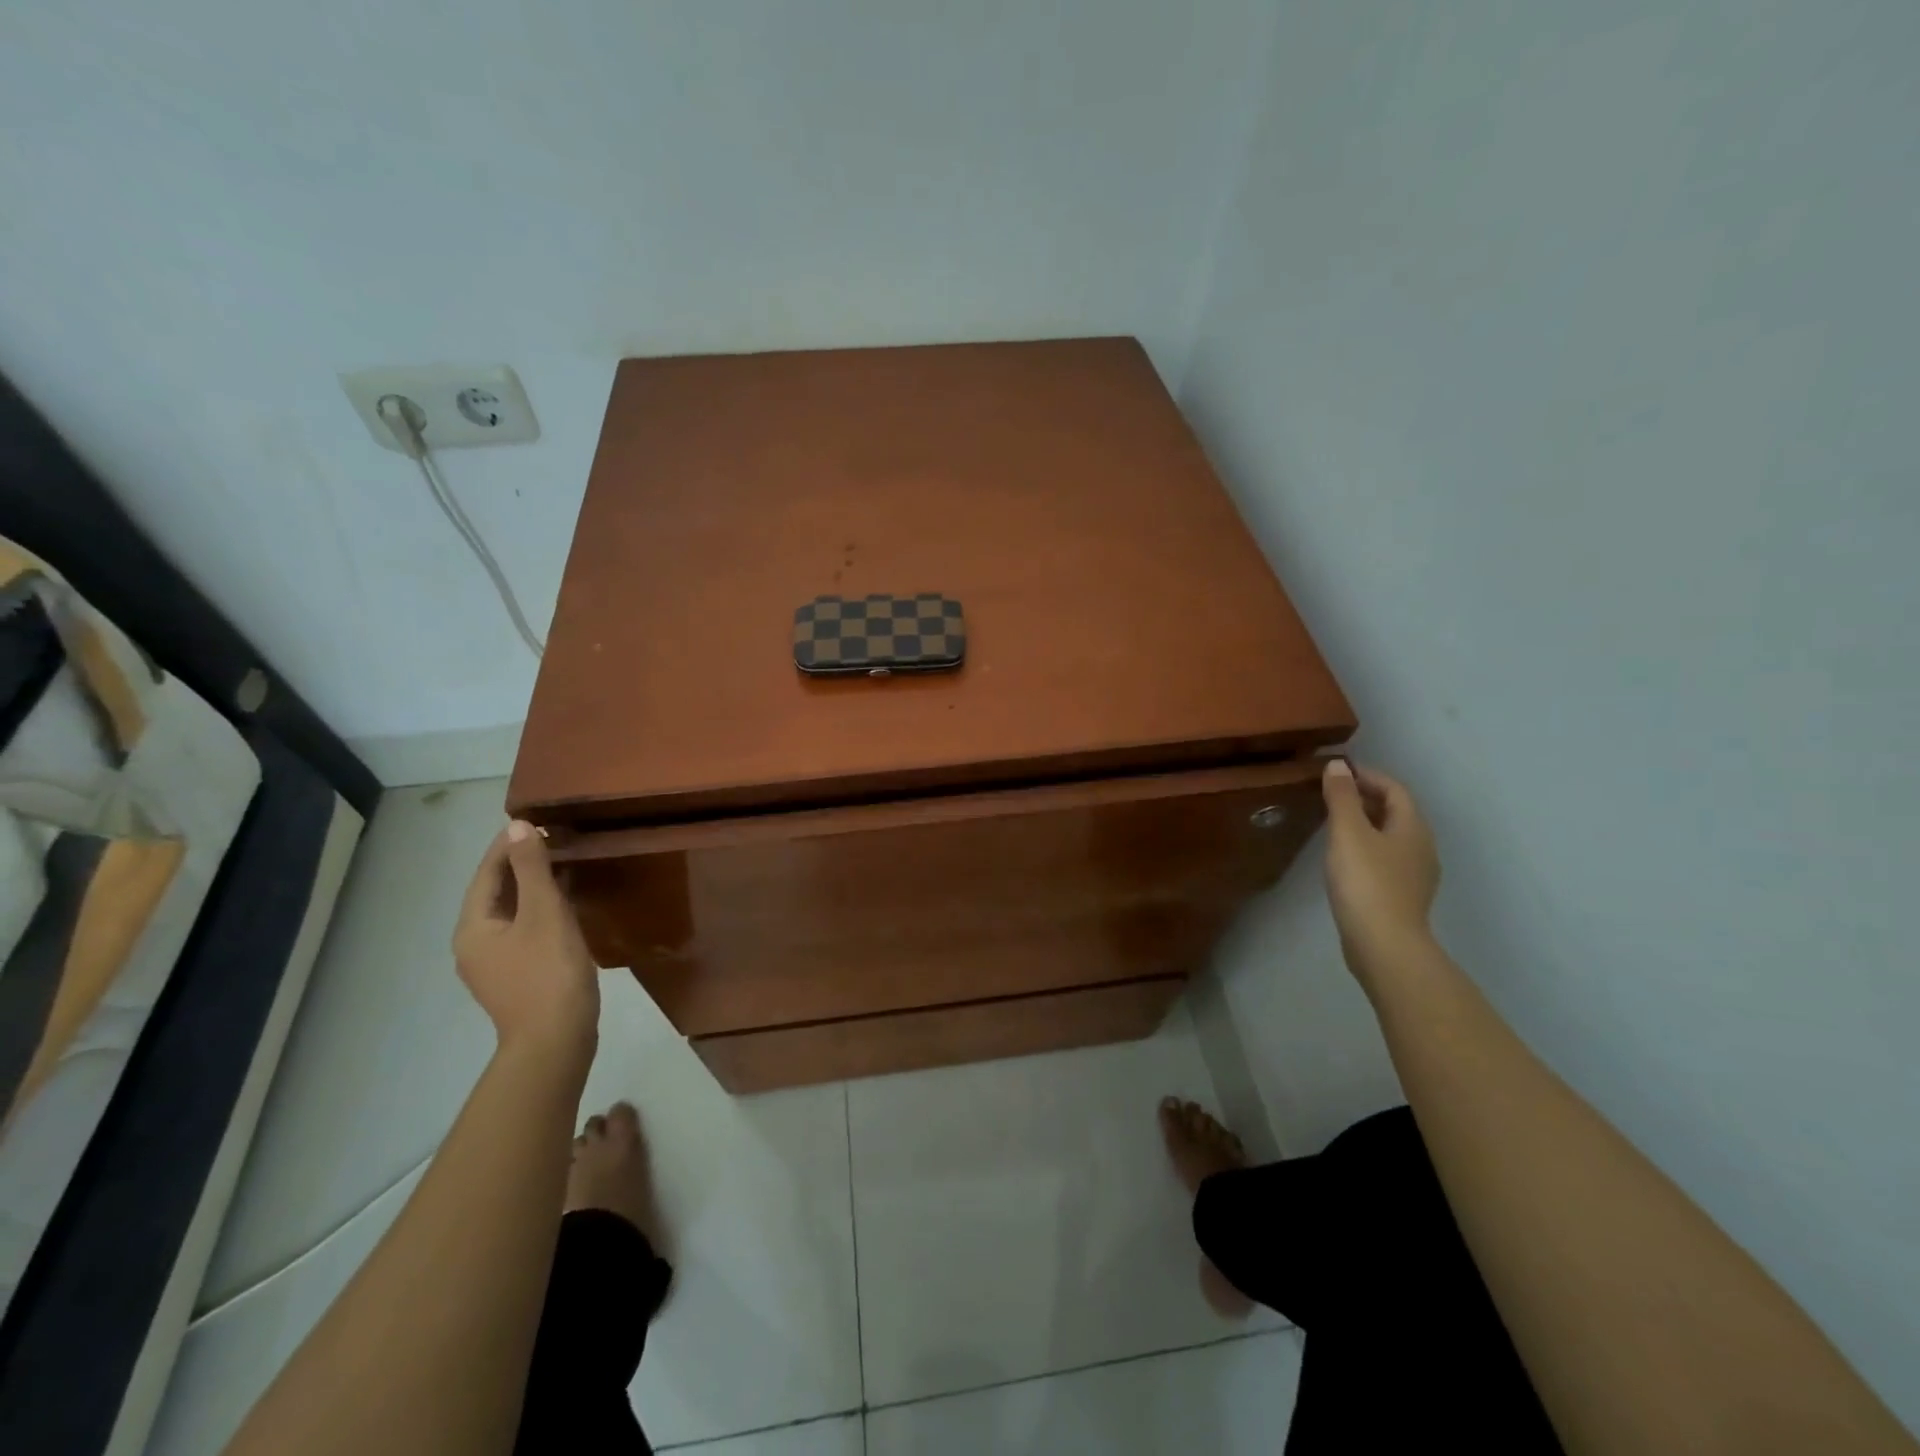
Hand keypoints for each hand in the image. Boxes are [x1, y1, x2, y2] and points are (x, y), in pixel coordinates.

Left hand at [452, 821, 599, 1061]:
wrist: (556, 1041)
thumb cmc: (549, 972)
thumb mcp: (544, 912)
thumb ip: (531, 869)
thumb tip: (518, 827)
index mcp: (473, 927)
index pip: (487, 873)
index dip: (508, 845)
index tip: (535, 822)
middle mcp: (473, 944)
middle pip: (495, 894)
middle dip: (520, 865)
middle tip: (553, 840)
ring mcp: (493, 965)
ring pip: (510, 913)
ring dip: (532, 888)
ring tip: (562, 866)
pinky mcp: (515, 978)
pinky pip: (522, 931)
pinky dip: (539, 911)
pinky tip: (564, 907)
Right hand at [1322, 759, 1440, 990]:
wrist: (1384, 944)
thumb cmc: (1366, 882)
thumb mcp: (1348, 832)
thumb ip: (1342, 797)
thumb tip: (1338, 765)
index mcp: (1413, 827)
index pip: (1394, 789)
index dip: (1367, 776)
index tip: (1337, 773)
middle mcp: (1422, 847)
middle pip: (1396, 812)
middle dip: (1366, 799)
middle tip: (1331, 795)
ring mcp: (1416, 875)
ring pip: (1391, 837)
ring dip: (1366, 824)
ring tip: (1334, 824)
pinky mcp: (1403, 897)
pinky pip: (1386, 859)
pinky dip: (1367, 848)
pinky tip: (1345, 859)